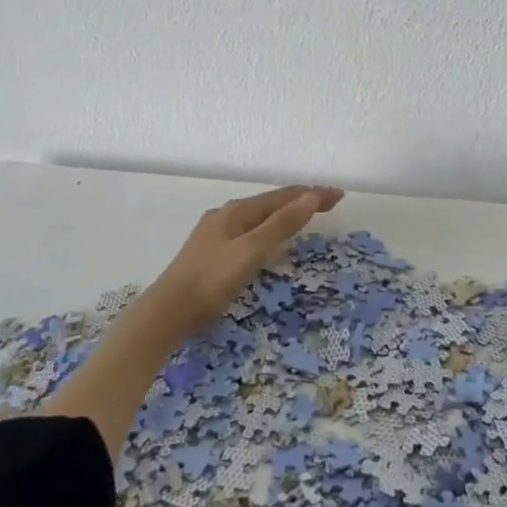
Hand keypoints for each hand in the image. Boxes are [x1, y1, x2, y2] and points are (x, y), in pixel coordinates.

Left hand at [149, 185, 344, 325]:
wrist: (167, 311)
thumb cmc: (211, 281)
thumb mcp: (251, 252)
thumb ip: (281, 225)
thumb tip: (310, 196)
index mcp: (237, 211)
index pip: (283, 196)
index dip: (312, 194)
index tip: (339, 196)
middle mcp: (226, 215)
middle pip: (270, 202)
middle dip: (301, 200)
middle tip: (329, 204)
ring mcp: (215, 232)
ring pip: (258, 215)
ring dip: (284, 213)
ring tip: (304, 215)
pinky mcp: (210, 251)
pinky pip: (248, 229)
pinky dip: (268, 227)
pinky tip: (267, 238)